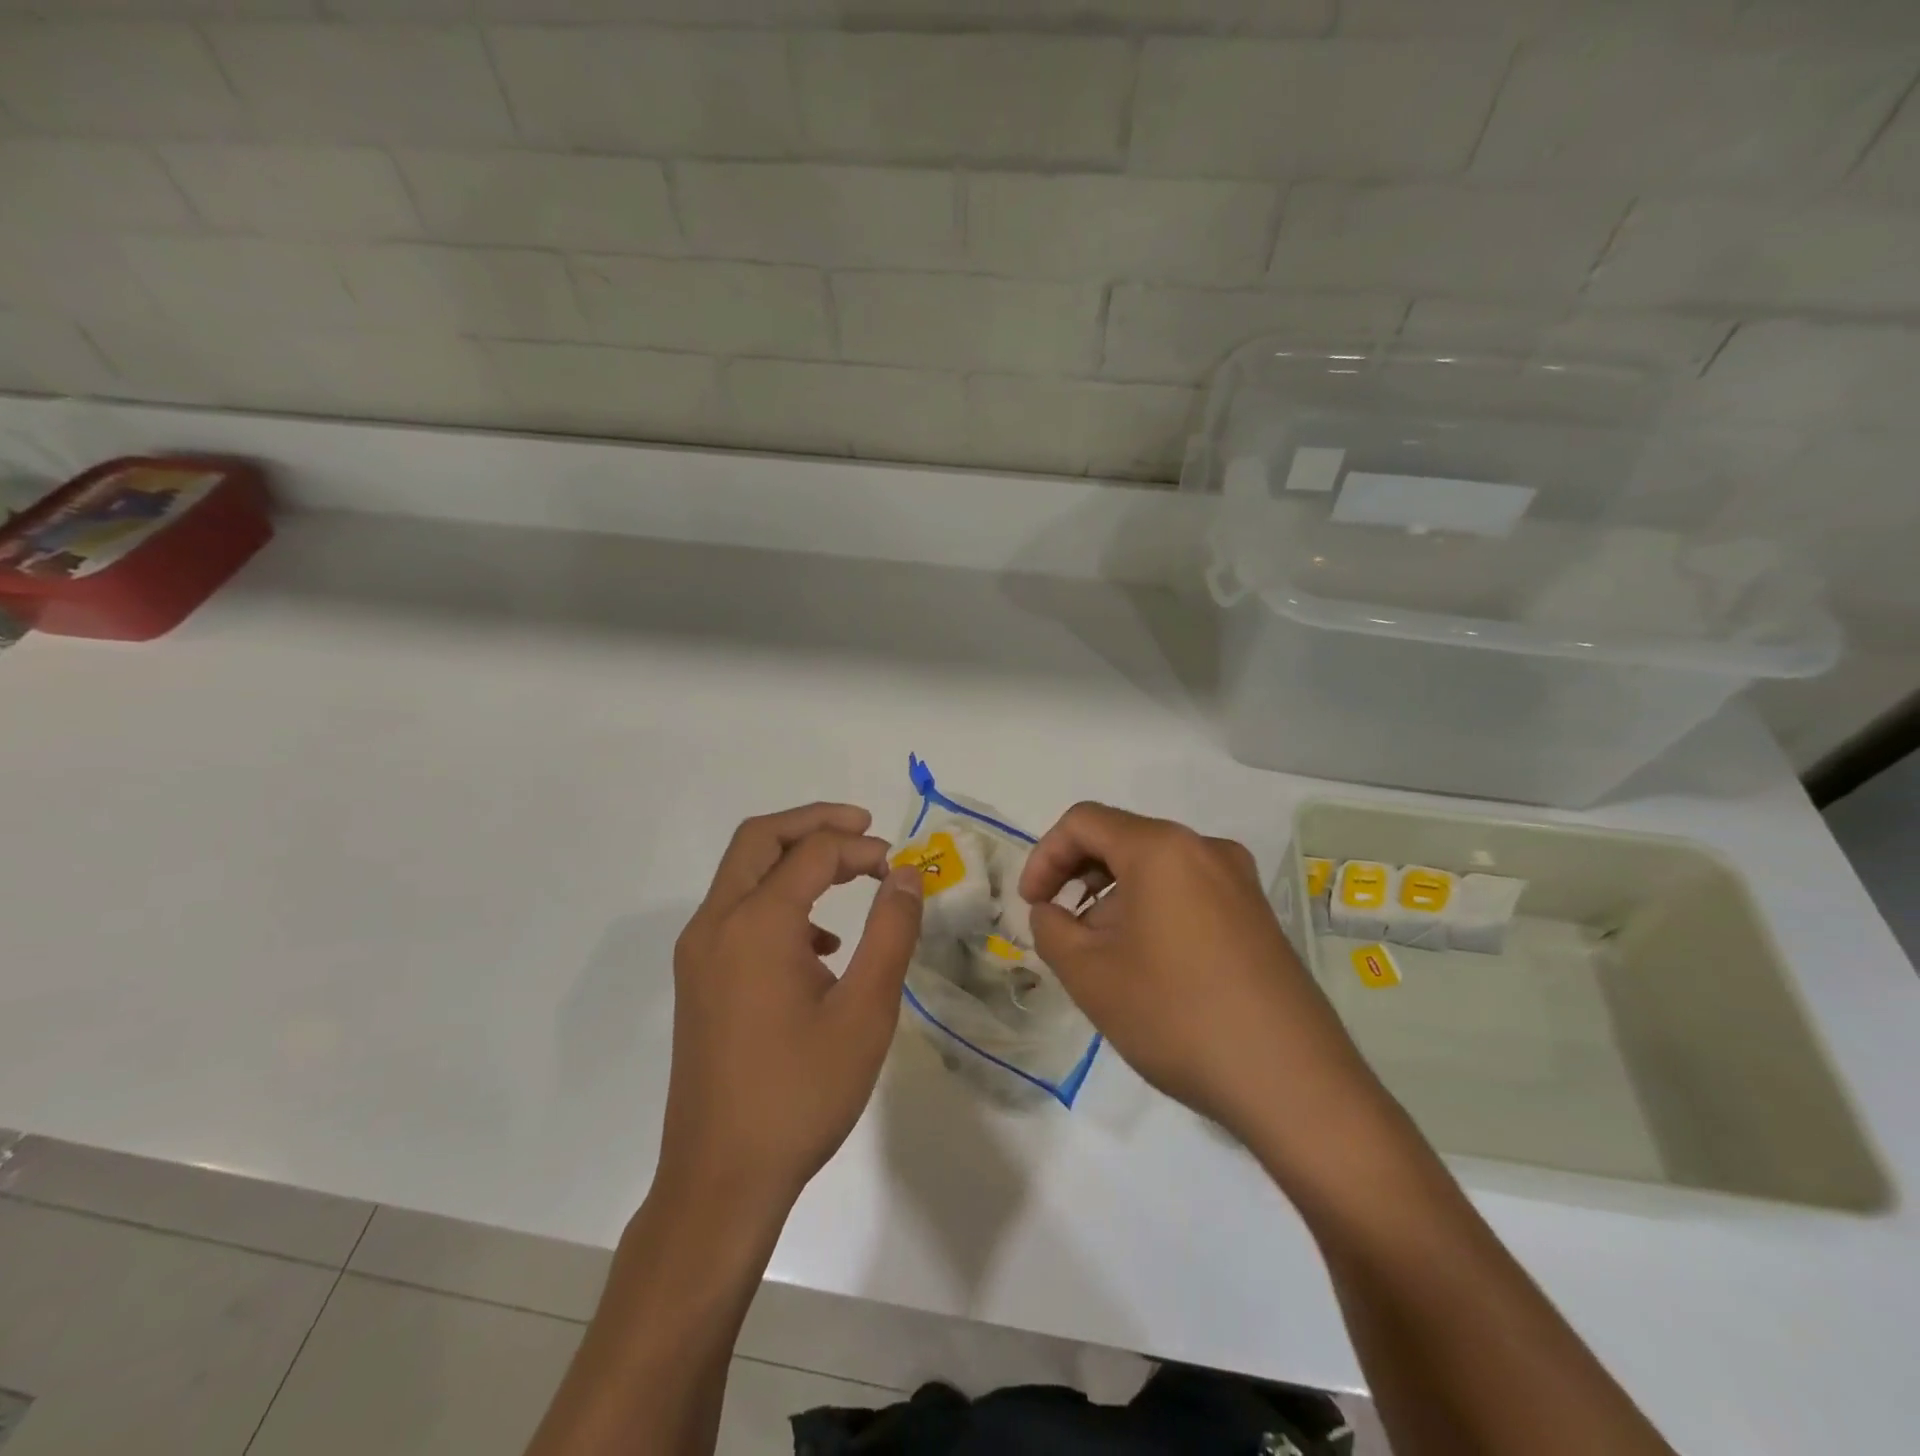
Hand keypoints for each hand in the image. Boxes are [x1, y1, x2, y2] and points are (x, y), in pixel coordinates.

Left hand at [659, 803, 922, 1217]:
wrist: (721, 1179)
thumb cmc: (801, 1094)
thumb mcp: (865, 1012)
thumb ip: (891, 932)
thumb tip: (907, 875)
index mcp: (755, 924)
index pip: (812, 853)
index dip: (862, 848)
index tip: (901, 869)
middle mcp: (716, 924)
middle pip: (760, 839)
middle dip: (814, 823)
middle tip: (864, 828)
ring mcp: (698, 953)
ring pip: (743, 873)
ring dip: (793, 859)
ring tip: (849, 875)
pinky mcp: (697, 979)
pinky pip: (736, 912)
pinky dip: (777, 899)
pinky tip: (819, 944)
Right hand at [1020, 803, 1387, 1158]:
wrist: (1293, 1082)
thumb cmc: (1177, 1016)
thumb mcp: (1090, 975)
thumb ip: (1051, 930)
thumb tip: (1051, 912)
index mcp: (1162, 848)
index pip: (1083, 822)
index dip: (1044, 856)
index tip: (1032, 906)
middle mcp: (1205, 849)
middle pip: (1122, 839)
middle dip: (1079, 877)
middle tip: (1061, 929)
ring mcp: (1240, 881)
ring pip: (1156, 868)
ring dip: (1115, 898)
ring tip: (1102, 955)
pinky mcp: (1258, 916)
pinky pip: (1189, 892)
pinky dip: (1153, 911)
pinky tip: (1149, 965)